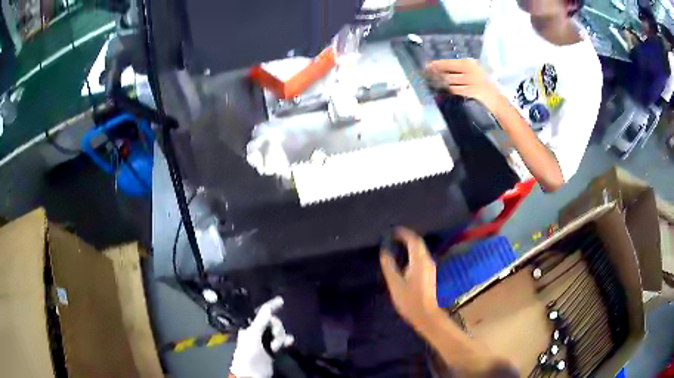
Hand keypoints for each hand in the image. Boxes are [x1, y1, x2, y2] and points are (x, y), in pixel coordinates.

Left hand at [230, 296, 294, 377]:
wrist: (251, 373)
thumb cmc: (248, 353)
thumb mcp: (253, 336)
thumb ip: (261, 322)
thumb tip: (267, 308)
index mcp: (250, 327)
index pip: (261, 313)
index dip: (271, 306)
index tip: (281, 300)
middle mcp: (257, 332)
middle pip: (272, 322)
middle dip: (276, 327)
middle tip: (274, 336)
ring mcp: (265, 342)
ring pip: (278, 332)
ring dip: (280, 336)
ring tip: (277, 346)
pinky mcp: (272, 350)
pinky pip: (281, 341)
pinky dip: (286, 341)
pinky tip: (290, 341)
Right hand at [380, 227, 439, 330]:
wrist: (425, 314)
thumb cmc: (409, 300)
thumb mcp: (395, 283)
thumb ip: (389, 266)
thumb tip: (384, 251)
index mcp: (419, 261)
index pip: (413, 240)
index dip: (404, 233)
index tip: (393, 231)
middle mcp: (427, 260)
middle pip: (419, 243)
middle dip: (407, 237)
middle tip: (394, 236)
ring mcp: (430, 267)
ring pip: (421, 250)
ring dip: (410, 245)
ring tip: (397, 245)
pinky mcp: (430, 273)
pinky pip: (421, 257)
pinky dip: (413, 253)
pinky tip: (405, 259)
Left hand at [426, 58, 506, 113]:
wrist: (497, 100)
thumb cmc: (483, 85)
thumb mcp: (474, 72)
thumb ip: (459, 69)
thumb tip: (437, 68)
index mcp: (470, 63)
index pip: (448, 62)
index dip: (436, 64)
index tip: (427, 66)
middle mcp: (470, 69)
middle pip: (446, 71)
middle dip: (435, 74)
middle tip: (427, 75)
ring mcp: (471, 81)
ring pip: (449, 82)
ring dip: (440, 83)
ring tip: (433, 84)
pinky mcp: (471, 92)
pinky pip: (455, 91)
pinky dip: (448, 91)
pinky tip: (443, 92)